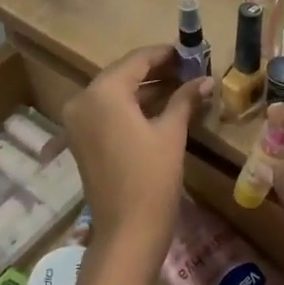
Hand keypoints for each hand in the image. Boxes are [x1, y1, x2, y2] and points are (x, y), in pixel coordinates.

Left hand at [62, 45, 211, 246]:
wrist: (127, 232)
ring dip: (144, 89)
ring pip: (114, 93)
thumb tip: (205, 79)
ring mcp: (77, 121)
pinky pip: (107, 111)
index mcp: (103, 92)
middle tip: (188, 69)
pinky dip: (130, 107)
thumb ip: (185, 99)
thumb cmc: (152, 178)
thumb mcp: (171, 133)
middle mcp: (83, 99)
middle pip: (123, 74)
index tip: (190, 52)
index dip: (165, 54)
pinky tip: (160, 107)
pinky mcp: (80, 139)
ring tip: (180, 86)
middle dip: (155, 71)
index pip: (137, 60)